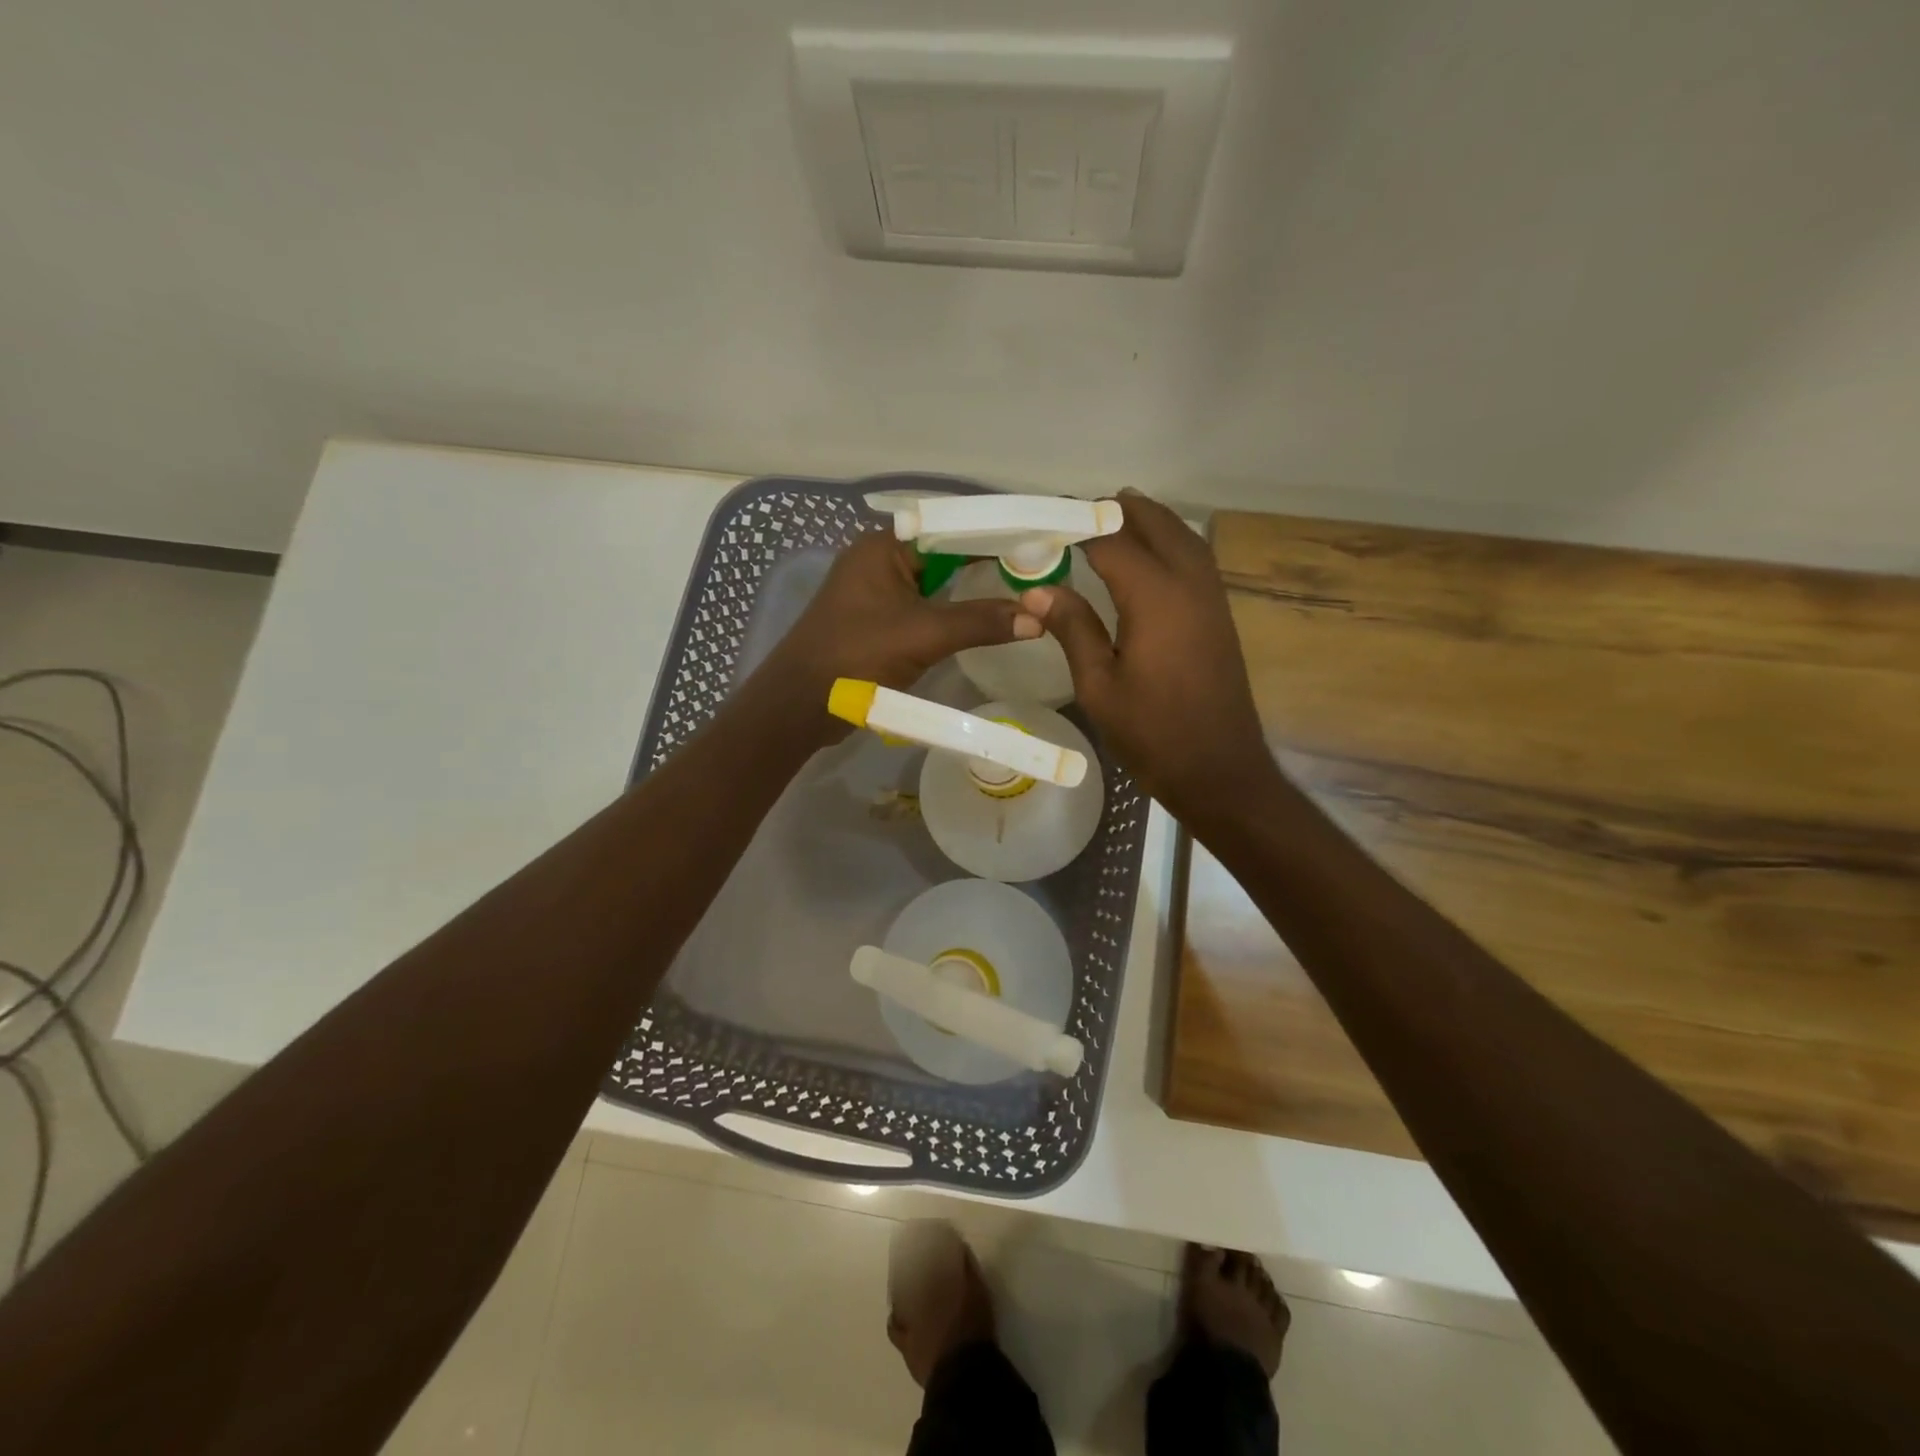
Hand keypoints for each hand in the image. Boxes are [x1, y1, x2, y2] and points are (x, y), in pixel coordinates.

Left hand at [754, 528, 1041, 744]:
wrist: (801, 704)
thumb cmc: (856, 656)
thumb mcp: (923, 635)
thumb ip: (980, 622)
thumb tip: (1038, 617)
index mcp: (884, 547)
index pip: (950, 529)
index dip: (994, 537)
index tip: (1037, 547)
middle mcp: (881, 561)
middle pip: (946, 555)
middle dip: (988, 565)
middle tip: (1037, 573)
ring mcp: (878, 593)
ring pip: (937, 584)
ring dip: (972, 592)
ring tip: (1022, 594)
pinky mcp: (879, 622)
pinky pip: (925, 608)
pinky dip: (953, 614)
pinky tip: (985, 622)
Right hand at [1020, 490, 1273, 825]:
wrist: (1218, 768)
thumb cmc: (1151, 732)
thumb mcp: (1099, 685)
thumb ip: (1073, 628)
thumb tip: (1037, 590)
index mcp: (1155, 597)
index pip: (1111, 542)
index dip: (1078, 528)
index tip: (1046, 525)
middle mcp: (1189, 583)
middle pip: (1156, 525)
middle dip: (1119, 512)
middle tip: (1081, 513)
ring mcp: (1211, 597)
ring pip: (1182, 537)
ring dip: (1150, 521)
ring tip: (1115, 518)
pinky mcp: (1219, 614)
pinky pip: (1195, 558)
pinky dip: (1171, 543)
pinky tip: (1150, 557)